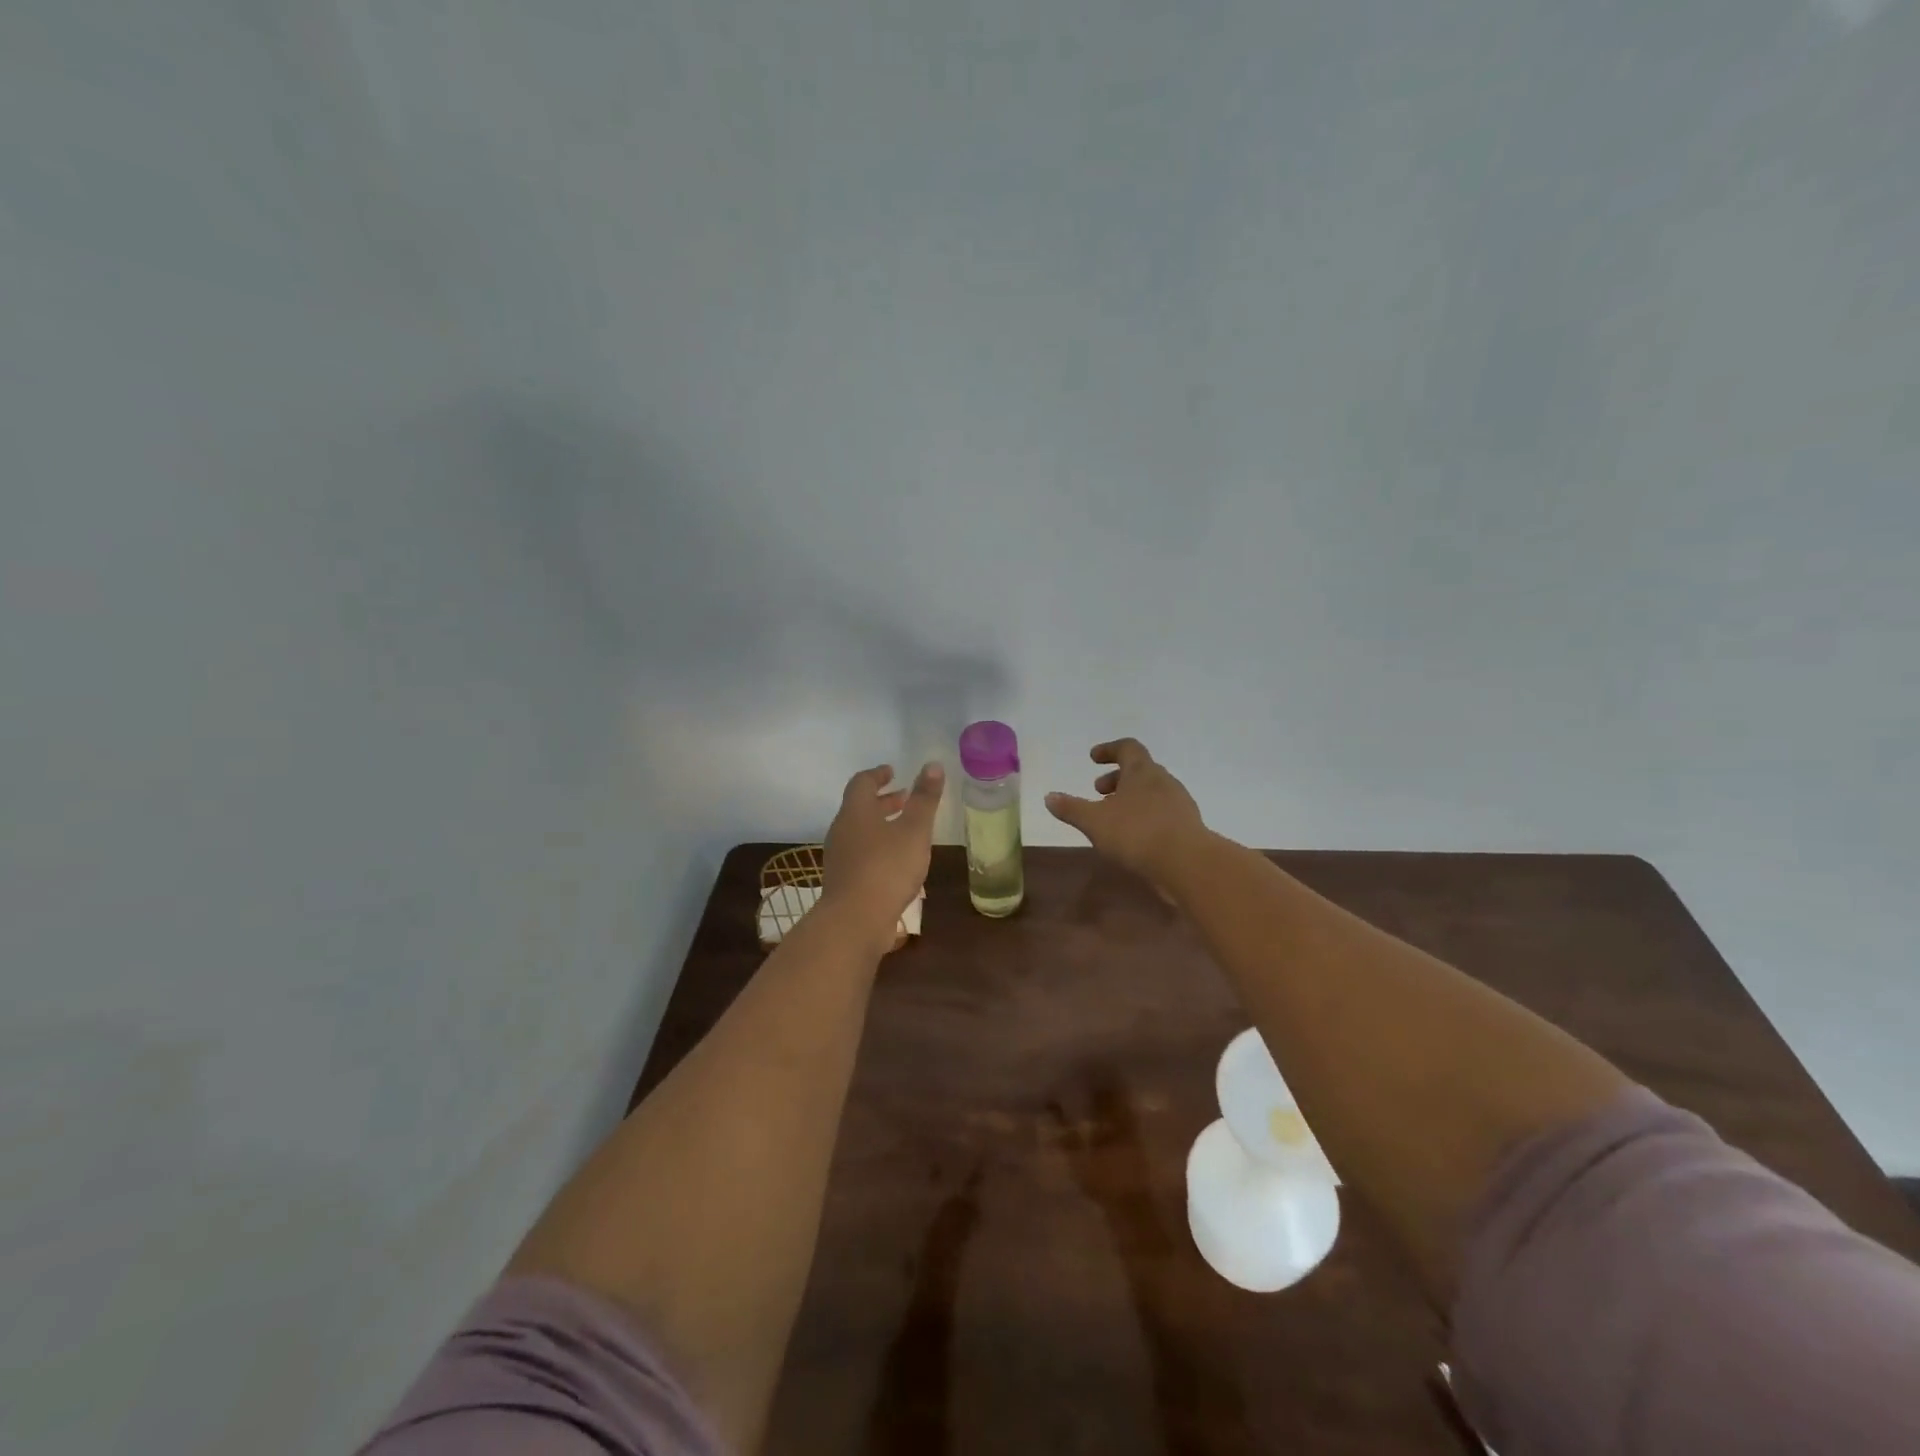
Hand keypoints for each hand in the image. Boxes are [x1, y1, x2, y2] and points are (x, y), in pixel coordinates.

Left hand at [822, 761, 943, 947]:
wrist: (855, 921)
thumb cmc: (887, 868)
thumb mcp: (914, 831)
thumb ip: (924, 799)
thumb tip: (933, 765)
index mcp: (856, 811)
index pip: (862, 782)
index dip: (878, 775)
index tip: (893, 772)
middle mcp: (842, 830)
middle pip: (859, 807)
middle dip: (883, 801)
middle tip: (905, 799)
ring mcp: (839, 857)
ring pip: (860, 832)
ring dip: (881, 826)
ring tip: (906, 832)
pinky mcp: (843, 881)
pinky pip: (860, 854)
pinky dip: (878, 848)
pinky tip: (897, 863)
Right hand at [1045, 739, 1205, 885]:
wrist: (1187, 863)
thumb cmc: (1136, 833)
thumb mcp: (1095, 821)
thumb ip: (1071, 808)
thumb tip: (1049, 797)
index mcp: (1142, 771)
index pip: (1127, 748)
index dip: (1109, 750)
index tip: (1093, 758)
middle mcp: (1164, 781)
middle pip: (1140, 770)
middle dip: (1117, 778)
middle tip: (1098, 792)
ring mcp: (1179, 803)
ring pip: (1152, 792)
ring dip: (1131, 799)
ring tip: (1113, 817)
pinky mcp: (1187, 826)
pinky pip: (1162, 813)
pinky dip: (1145, 816)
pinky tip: (1134, 837)